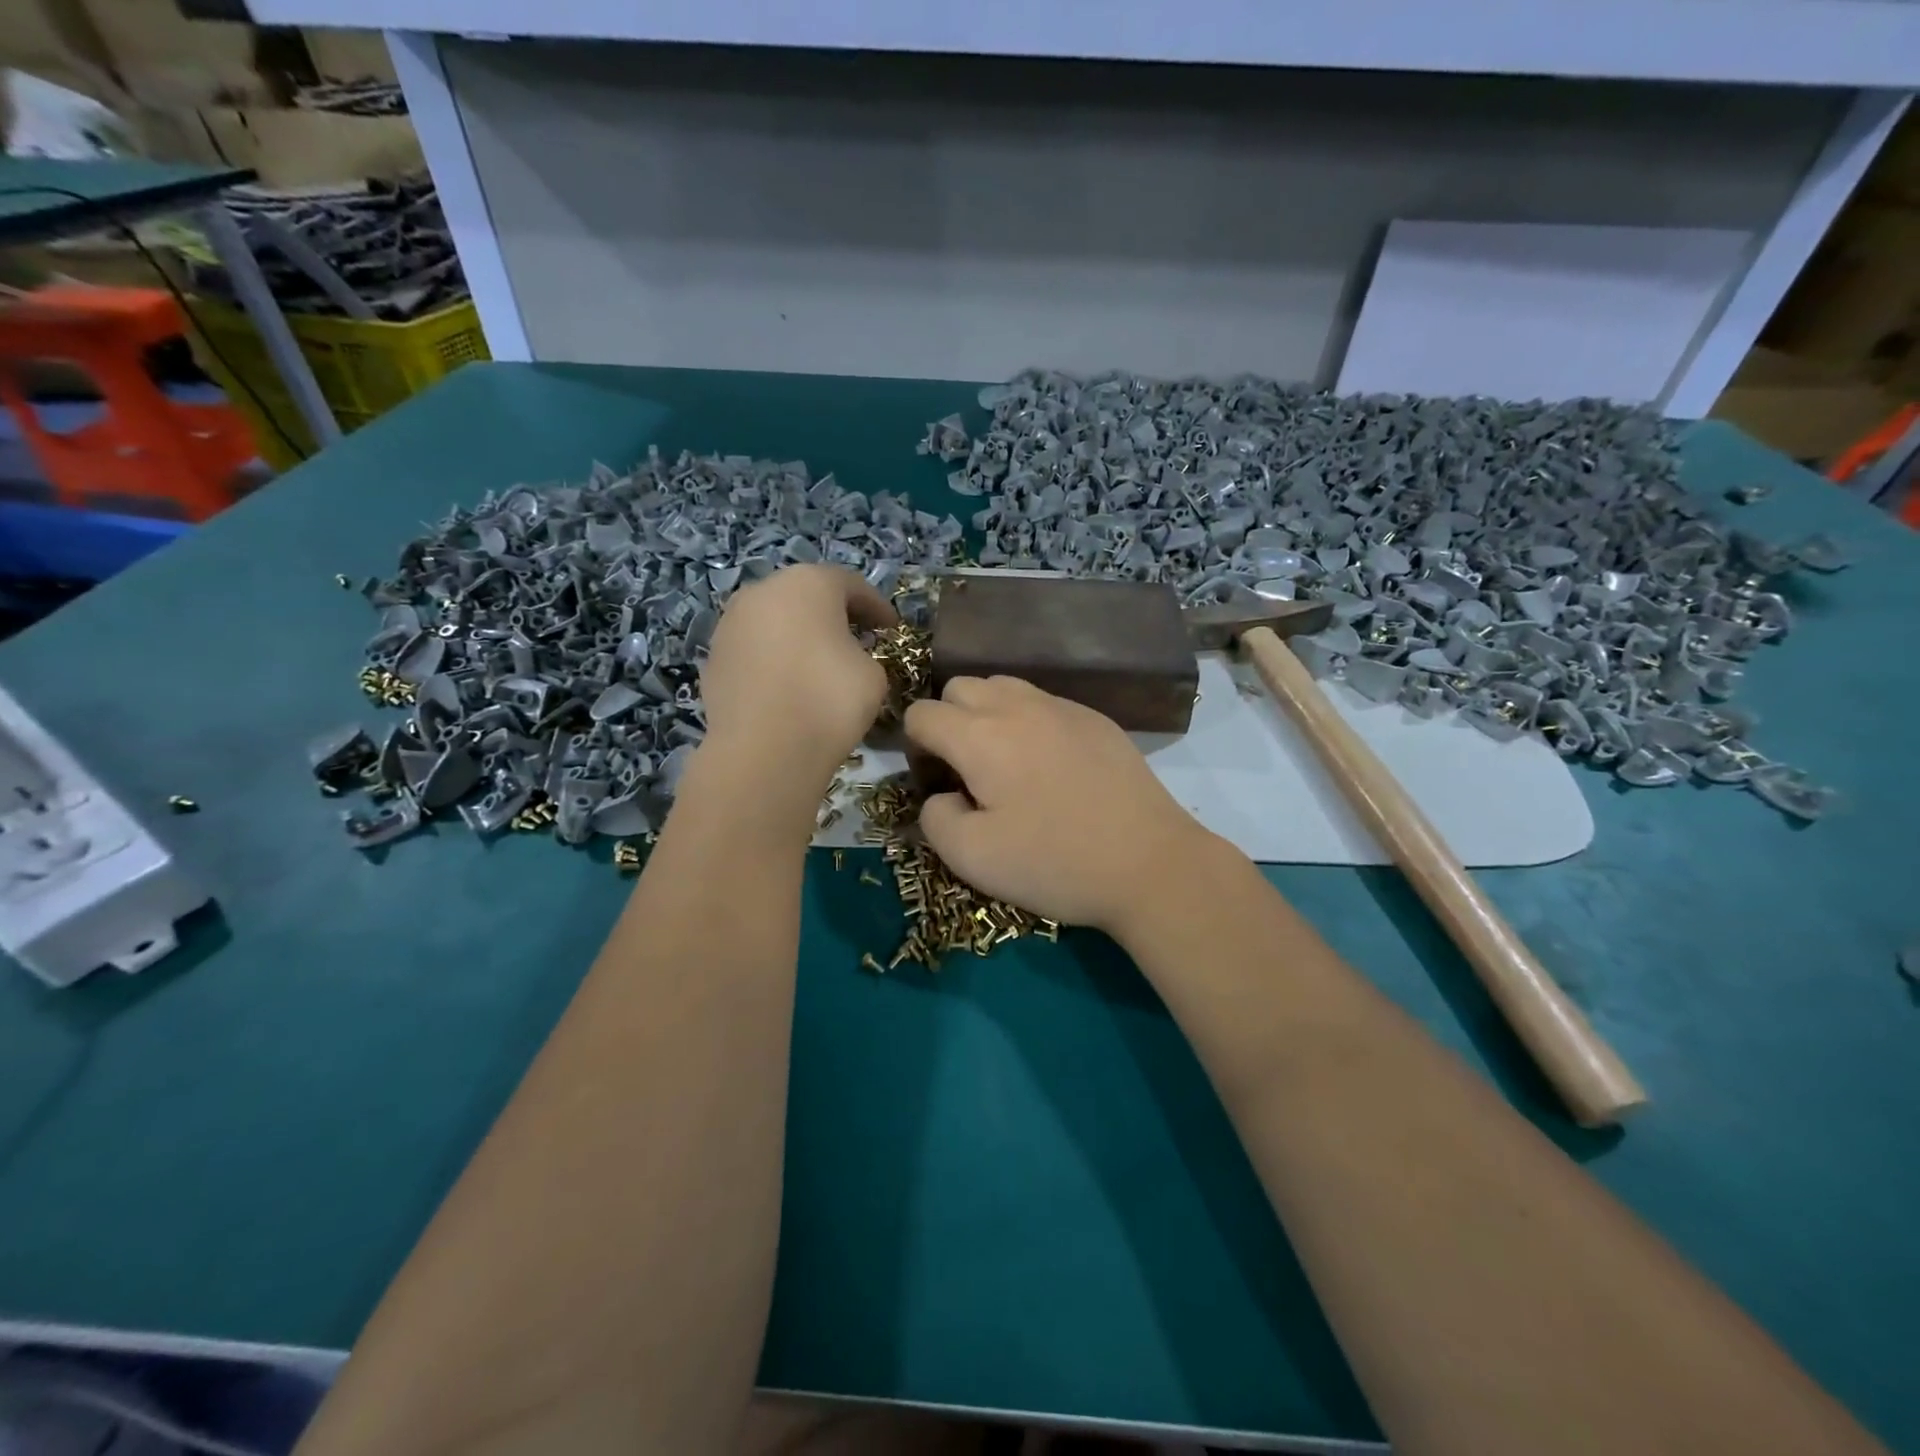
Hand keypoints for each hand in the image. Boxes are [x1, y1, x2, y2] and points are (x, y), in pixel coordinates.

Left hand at [699, 565, 896, 788]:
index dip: (876, 607)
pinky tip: (787, 687)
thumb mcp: (873, 674)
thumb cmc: (829, 700)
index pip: (850, 585)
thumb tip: (846, 658)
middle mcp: (762, 592)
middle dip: (832, 615)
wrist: (764, 751)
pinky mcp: (713, 659)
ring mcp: (730, 624)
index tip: (891, 629)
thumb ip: (863, 654)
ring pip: (774, 621)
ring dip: (797, 636)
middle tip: (856, 640)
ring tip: (818, 664)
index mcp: (807, 583)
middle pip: (805, 595)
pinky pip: (754, 651)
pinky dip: (773, 660)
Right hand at [903, 676, 1218, 934]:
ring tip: (1004, 762)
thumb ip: (934, 818)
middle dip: (948, 722)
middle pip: (959, 687)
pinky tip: (1050, 766)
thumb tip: (940, 795)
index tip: (936, 784)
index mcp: (981, 736)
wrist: (1150, 863)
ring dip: (987, 715)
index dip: (914, 748)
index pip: (922, 714)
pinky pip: (1045, 703)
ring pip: (1003, 686)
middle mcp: (1018, 706)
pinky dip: (1029, 721)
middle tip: (965, 771)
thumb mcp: (972, 858)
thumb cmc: (1055, 862)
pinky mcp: (1097, 719)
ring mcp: (1063, 707)